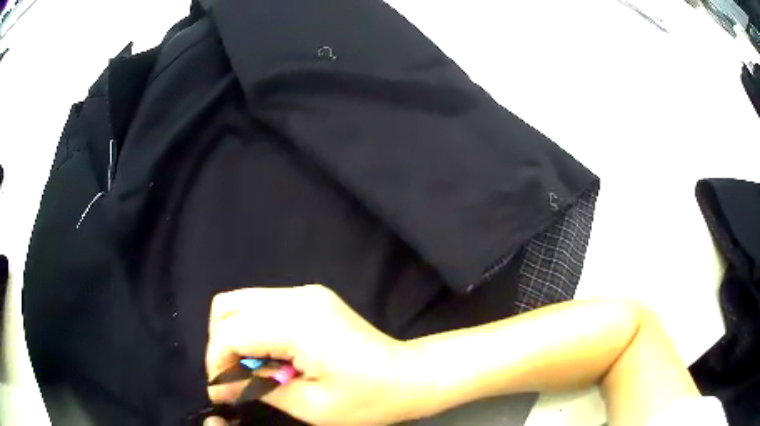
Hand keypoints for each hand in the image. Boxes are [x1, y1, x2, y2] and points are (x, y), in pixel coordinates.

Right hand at [205, 285, 425, 424]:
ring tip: (248, 371)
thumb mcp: (311, 406)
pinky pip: (262, 307)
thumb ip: (258, 388)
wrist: (411, 376)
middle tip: (231, 378)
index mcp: (299, 324)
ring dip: (234, 336)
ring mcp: (306, 294)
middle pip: (228, 306)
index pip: (231, 332)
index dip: (216, 362)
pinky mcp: (311, 299)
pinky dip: (252, 331)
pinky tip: (267, 358)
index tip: (219, 391)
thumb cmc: (369, 399)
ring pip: (242, 302)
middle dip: (220, 345)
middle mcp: (298, 298)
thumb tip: (220, 385)